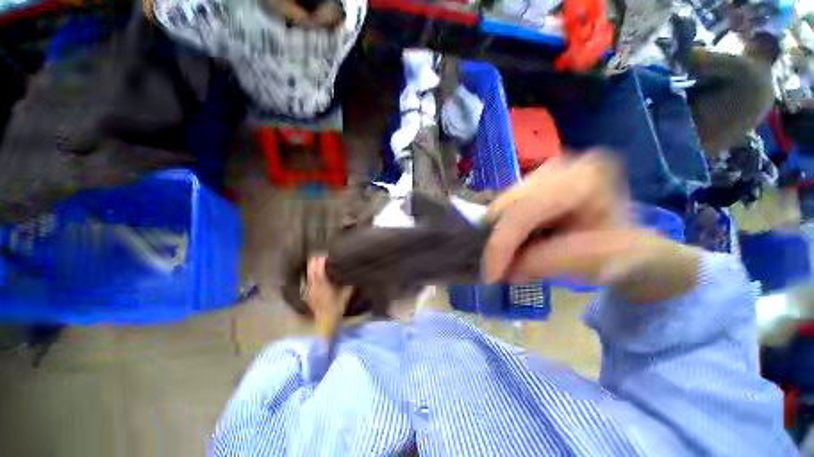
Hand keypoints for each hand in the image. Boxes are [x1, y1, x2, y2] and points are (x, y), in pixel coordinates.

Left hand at [304, 257, 352, 330]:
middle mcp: (313, 283)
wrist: (325, 321)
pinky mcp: (308, 292)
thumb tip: (355, 273)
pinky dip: (312, 273)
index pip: (319, 265)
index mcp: (322, 281)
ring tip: (321, 262)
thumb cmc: (336, 306)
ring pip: (308, 272)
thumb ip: (350, 282)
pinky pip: (308, 278)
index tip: (328, 254)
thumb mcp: (346, 293)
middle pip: (311, 266)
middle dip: (317, 259)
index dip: (322, 258)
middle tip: (324, 255)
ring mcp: (309, 287)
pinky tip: (317, 273)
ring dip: (314, 265)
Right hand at [483, 152, 699, 303]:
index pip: (523, 210)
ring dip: (504, 237)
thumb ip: (548, 263)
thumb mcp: (596, 263)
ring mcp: (543, 172)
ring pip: (500, 208)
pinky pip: (504, 210)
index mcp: (582, 179)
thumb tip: (505, 270)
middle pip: (505, 206)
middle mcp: (559, 166)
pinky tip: (525, 243)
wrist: (632, 244)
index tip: (490, 276)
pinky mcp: (533, 183)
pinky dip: (508, 231)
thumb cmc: (626, 254)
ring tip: (522, 256)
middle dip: (501, 242)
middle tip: (506, 270)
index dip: (501, 244)